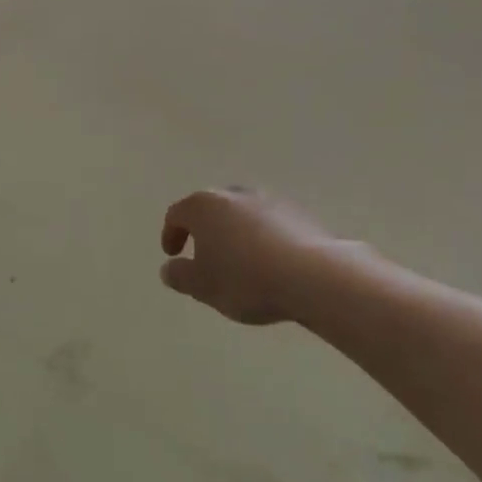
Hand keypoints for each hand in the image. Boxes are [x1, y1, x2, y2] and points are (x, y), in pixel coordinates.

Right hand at [160, 188, 385, 325]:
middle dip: (205, 231)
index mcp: (203, 206)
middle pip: (211, 209)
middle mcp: (233, 194)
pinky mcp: (298, 213)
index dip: (171, 234)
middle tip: (205, 257)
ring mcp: (268, 200)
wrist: (313, 276)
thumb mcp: (202, 286)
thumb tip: (169, 269)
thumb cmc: (246, 279)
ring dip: (235, 233)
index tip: (173, 255)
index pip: (177, 214)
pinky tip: (271, 263)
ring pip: (242, 214)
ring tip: (241, 262)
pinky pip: (270, 224)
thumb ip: (180, 276)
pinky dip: (263, 238)